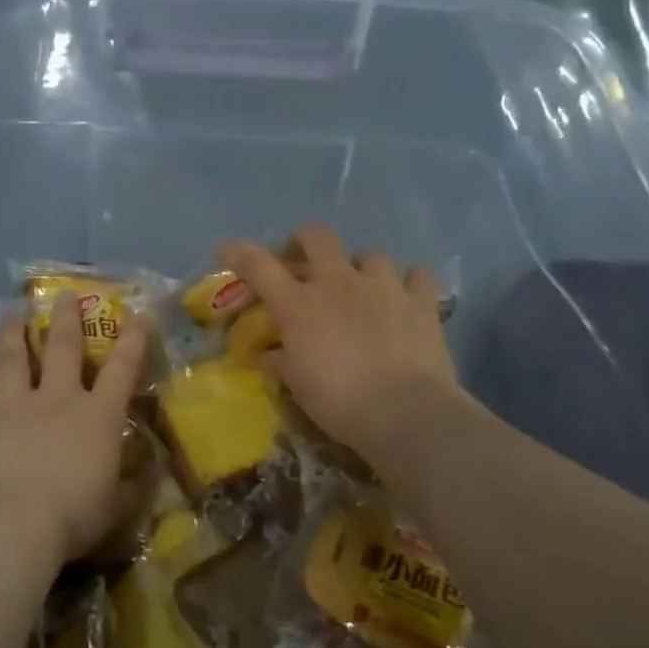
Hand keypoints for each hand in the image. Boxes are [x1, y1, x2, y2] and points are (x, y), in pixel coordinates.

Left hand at [0, 299, 148, 569]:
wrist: (8, 527)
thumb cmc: (72, 517)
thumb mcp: (115, 507)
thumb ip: (130, 486)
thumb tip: (145, 471)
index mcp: (98, 416)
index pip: (123, 368)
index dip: (133, 339)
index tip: (137, 312)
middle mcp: (59, 400)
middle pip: (63, 347)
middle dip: (67, 317)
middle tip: (64, 294)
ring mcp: (15, 408)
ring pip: (14, 358)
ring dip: (14, 332)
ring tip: (12, 311)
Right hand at [221, 224, 455, 459]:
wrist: (405, 412)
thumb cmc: (339, 402)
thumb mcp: (299, 386)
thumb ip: (282, 363)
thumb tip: (268, 356)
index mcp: (300, 305)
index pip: (260, 266)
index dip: (240, 252)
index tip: (228, 249)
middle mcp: (339, 283)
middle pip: (317, 235)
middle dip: (305, 239)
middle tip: (303, 257)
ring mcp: (383, 286)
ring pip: (371, 254)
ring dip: (361, 267)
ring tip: (363, 286)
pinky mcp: (420, 300)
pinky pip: (416, 275)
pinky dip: (408, 283)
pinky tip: (406, 298)